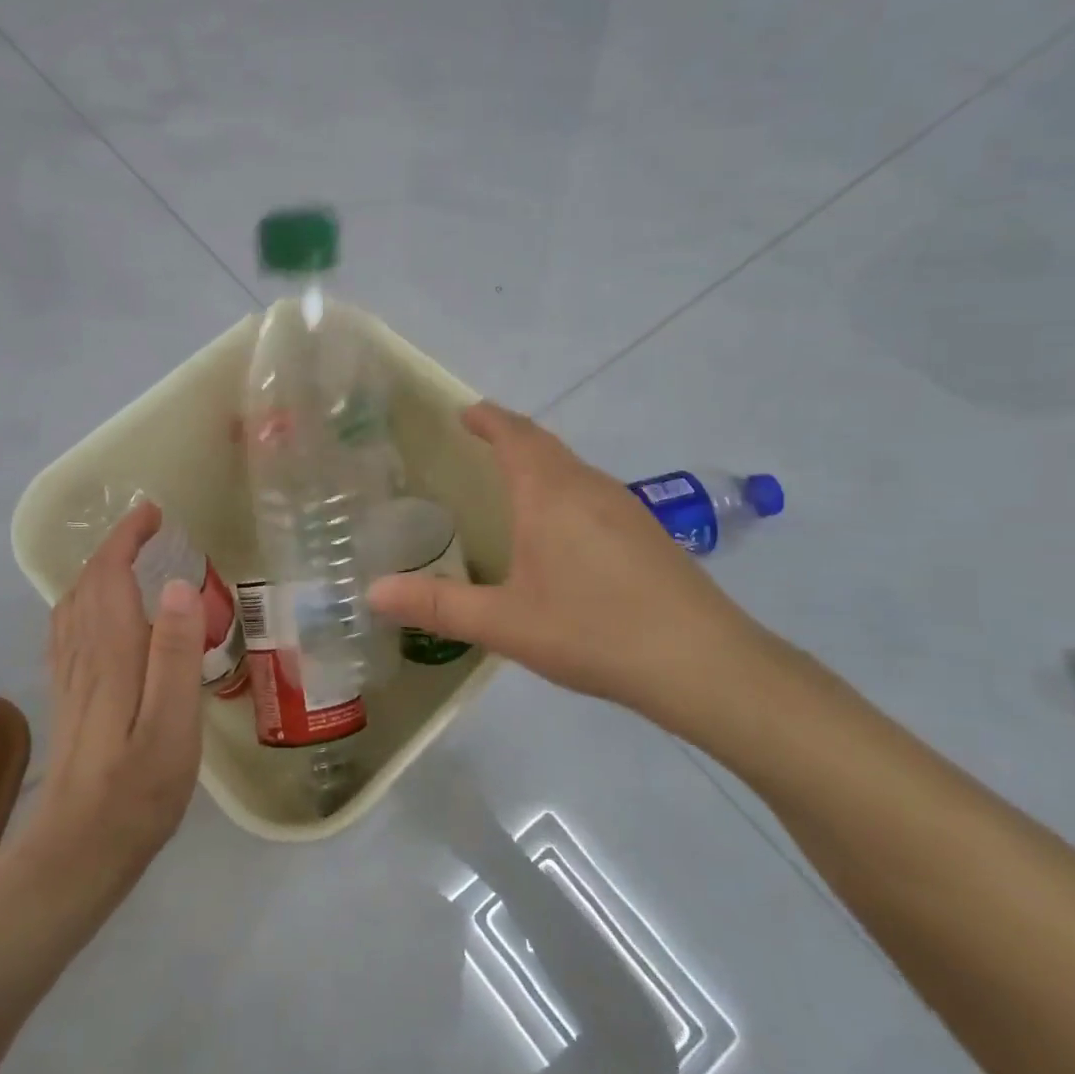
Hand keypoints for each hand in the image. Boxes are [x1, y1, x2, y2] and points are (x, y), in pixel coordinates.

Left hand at [19, 501, 204, 900]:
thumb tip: (176, 586)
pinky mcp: (71, 699)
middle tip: (150, 530)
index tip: (153, 512)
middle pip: (87, 584)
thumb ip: (175, 654)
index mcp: (111, 654)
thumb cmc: (137, 792)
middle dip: (114, 548)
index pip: (108, 575)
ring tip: (131, 560)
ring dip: (99, 571)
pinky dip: (86, 603)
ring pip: (74, 606)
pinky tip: (103, 616)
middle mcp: (83, 655)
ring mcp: (71, 678)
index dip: (126, 538)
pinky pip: (70, 631)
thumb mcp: (172, 725)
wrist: (78, 854)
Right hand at [368, 403, 778, 744]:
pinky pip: (594, 492)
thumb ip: (436, 605)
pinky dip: (565, 489)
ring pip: (574, 468)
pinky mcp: (648, 532)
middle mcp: (589, 487)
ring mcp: (626, 507)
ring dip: (541, 462)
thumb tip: (373, 592)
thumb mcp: (504, 623)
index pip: (514, 436)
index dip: (488, 419)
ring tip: (514, 481)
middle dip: (511, 435)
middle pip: (546, 444)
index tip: (465, 411)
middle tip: (481, 439)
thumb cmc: (592, 630)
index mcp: (549, 494)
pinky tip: (563, 530)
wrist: (701, 662)